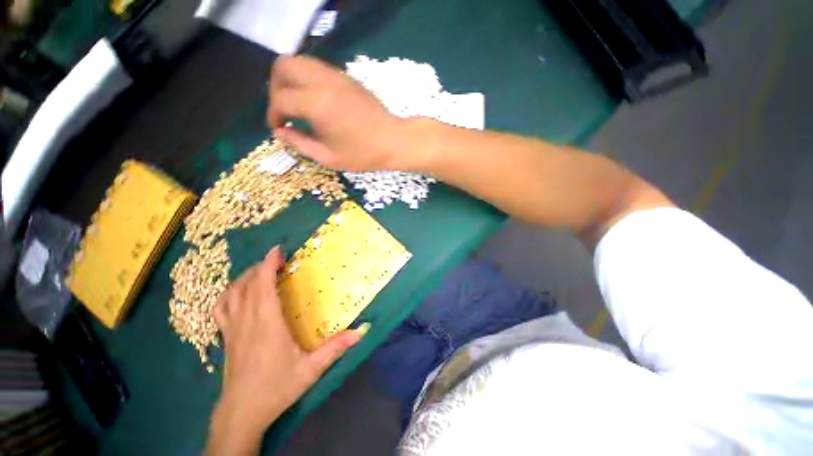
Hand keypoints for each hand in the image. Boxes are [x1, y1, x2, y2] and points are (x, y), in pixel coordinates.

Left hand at [205, 246, 364, 454]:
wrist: (242, 413)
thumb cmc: (277, 388)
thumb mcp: (311, 369)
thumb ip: (336, 347)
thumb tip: (361, 330)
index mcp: (267, 324)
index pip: (262, 286)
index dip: (267, 265)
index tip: (278, 250)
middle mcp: (247, 321)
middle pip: (247, 284)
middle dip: (260, 267)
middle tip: (277, 259)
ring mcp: (232, 329)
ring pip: (231, 294)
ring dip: (244, 278)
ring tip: (260, 272)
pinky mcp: (226, 338)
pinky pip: (220, 309)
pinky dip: (228, 295)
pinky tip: (238, 294)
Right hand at [267, 56, 417, 170]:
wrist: (393, 141)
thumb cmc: (363, 154)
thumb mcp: (329, 157)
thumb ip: (299, 143)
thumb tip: (280, 132)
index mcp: (316, 103)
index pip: (280, 98)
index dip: (273, 114)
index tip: (278, 127)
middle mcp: (323, 81)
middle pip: (283, 66)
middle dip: (276, 86)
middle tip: (283, 109)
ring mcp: (336, 75)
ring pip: (300, 62)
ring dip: (291, 80)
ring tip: (297, 104)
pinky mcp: (347, 77)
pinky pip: (317, 68)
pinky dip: (308, 79)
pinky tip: (315, 101)